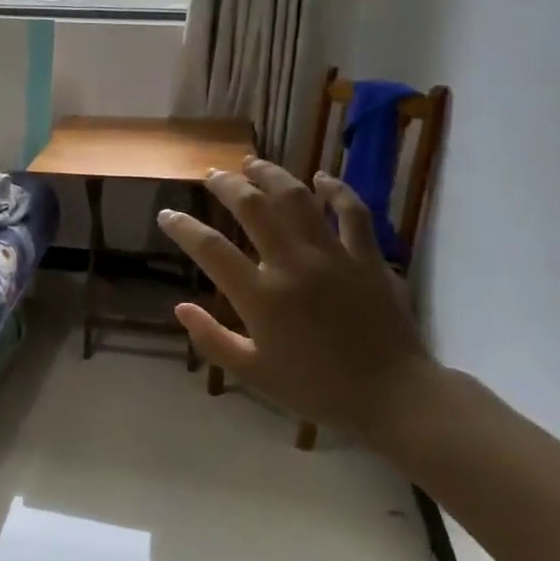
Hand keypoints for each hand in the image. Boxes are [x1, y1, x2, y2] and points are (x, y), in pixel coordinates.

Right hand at [158, 159, 435, 438]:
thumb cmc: (316, 389)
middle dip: (226, 185)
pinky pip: (352, 212)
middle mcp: (293, 265)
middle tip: (211, 175)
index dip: (182, 227)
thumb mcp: (253, 373)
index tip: (167, 215)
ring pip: (298, 198)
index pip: (209, 249)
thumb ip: (212, 339)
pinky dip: (336, 190)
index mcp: (261, 297)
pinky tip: (322, 178)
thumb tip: (181, 307)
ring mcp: (333, 256)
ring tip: (253, 164)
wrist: (392, 397)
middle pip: (252, 207)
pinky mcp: (368, 257)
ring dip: (272, 175)